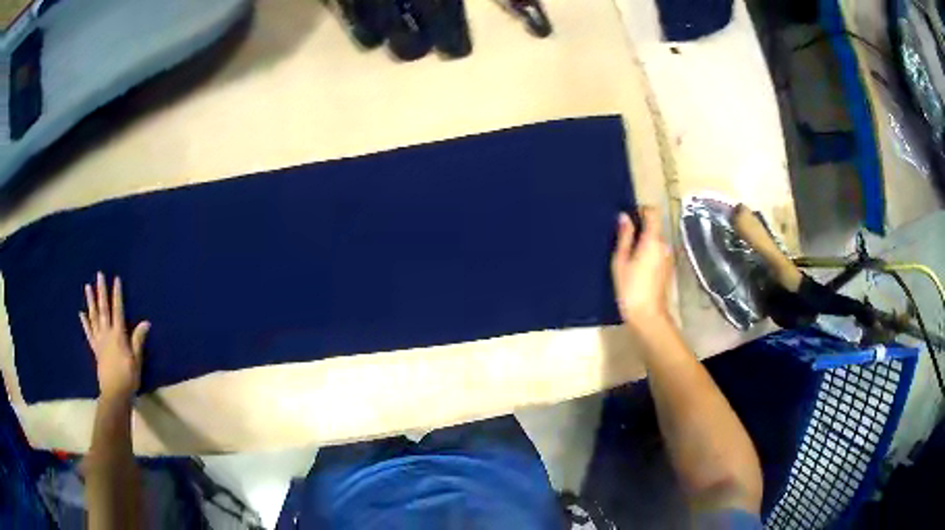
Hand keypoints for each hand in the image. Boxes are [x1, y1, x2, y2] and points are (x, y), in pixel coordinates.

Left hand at [79, 272, 149, 399]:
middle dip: (101, 291)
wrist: (114, 394)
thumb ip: (138, 340)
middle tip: (99, 275)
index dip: (117, 294)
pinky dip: (85, 323)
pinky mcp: (95, 349)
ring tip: (88, 287)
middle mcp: (107, 334)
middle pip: (103, 309)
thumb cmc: (128, 377)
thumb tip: (146, 322)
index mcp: (118, 335)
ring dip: (91, 301)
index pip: (117, 310)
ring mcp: (99, 341)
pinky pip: (89, 333)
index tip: (116, 279)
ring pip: (94, 317)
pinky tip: (81, 313)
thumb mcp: (136, 360)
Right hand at [610, 207, 672, 326]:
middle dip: (640, 228)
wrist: (648, 316)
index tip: (628, 217)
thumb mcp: (621, 261)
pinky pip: (657, 252)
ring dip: (644, 242)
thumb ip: (624, 236)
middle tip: (622, 239)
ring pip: (655, 240)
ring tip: (627, 254)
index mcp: (653, 240)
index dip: (641, 210)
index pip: (653, 212)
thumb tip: (624, 216)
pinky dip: (648, 253)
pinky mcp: (667, 268)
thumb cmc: (630, 288)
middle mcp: (664, 245)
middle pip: (654, 227)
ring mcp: (668, 257)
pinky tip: (636, 267)